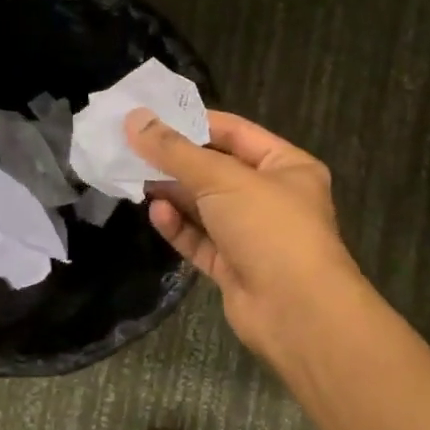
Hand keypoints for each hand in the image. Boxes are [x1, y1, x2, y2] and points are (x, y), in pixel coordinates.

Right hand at [127, 109, 366, 360]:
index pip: (235, 132)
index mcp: (286, 166)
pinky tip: (155, 213)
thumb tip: (134, 119)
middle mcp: (271, 197)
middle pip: (216, 170)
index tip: (152, 116)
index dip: (195, 122)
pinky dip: (178, 226)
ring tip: (135, 177)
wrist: (297, 313)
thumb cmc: (269, 228)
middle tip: (132, 147)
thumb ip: (174, 151)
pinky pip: (200, 239)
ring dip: (173, 193)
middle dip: (176, 160)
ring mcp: (252, 235)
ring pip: (204, 206)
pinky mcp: (234, 267)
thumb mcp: (221, 179)